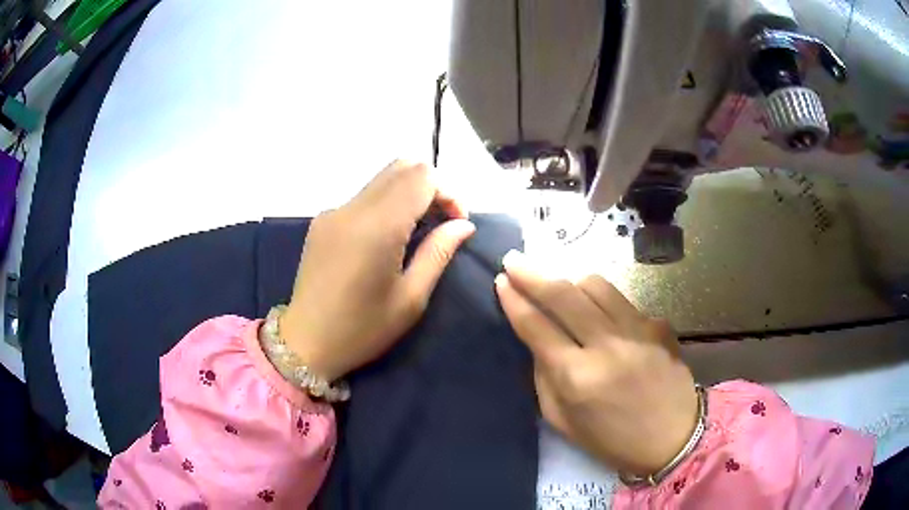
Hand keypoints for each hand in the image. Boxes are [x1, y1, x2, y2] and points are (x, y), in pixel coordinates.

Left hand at [279, 160, 474, 381]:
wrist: (305, 342)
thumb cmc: (362, 329)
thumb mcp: (410, 299)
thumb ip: (438, 253)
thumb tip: (463, 225)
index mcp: (378, 227)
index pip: (422, 176)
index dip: (448, 192)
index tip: (455, 223)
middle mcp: (353, 208)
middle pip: (402, 166)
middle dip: (430, 186)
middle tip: (439, 222)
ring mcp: (334, 211)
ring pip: (382, 178)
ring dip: (408, 193)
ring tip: (416, 230)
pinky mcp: (322, 220)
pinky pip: (363, 196)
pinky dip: (386, 203)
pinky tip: (386, 238)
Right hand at [494, 250, 697, 475]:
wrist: (674, 438)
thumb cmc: (613, 440)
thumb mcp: (563, 421)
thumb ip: (544, 378)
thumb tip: (538, 340)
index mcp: (577, 377)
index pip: (536, 327)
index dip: (514, 301)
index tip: (500, 281)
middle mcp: (607, 346)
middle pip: (563, 295)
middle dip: (532, 274)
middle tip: (514, 259)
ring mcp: (637, 330)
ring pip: (596, 285)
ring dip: (569, 280)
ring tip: (558, 285)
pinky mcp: (658, 324)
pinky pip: (622, 301)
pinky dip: (603, 301)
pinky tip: (601, 316)